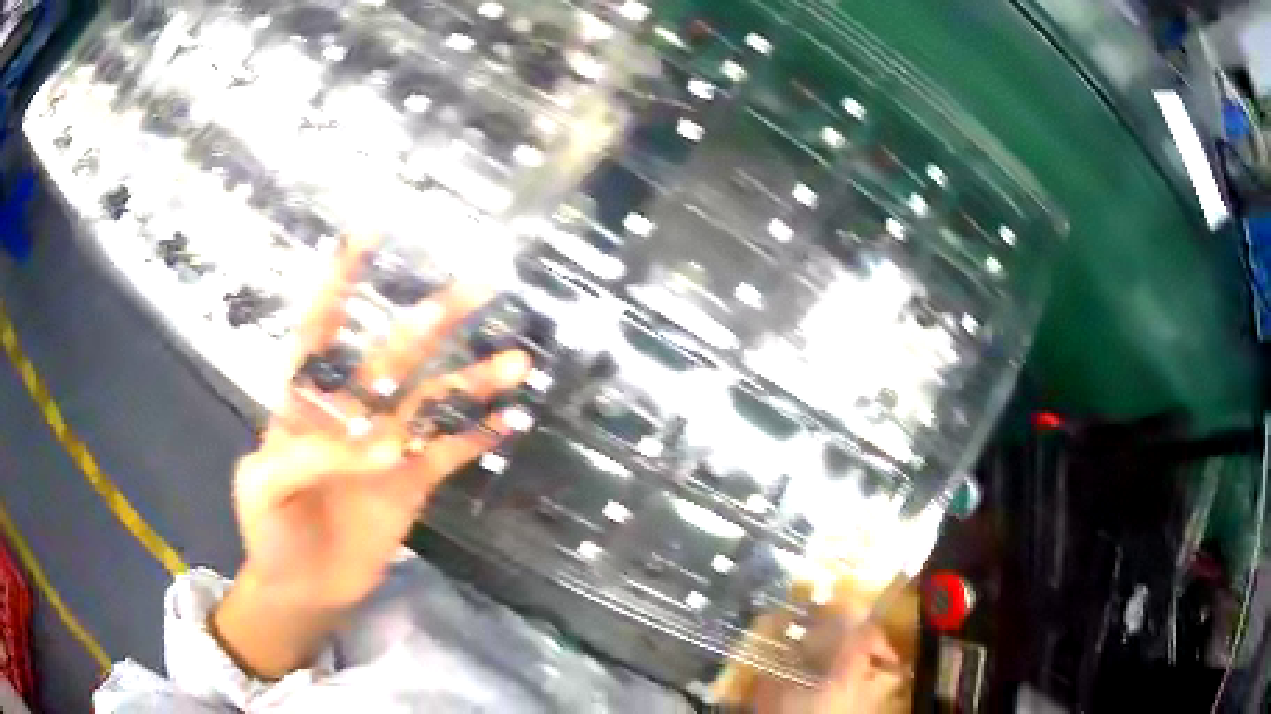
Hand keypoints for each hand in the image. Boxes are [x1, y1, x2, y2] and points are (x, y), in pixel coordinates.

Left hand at [211, 240, 530, 678]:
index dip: (339, 284)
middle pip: (392, 356)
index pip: (320, 331)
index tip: (365, 236)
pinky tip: (511, 420)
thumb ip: (301, 457)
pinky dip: (479, 436)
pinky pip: (449, 452)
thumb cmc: (268, 532)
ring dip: (474, 381)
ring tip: (517, 361)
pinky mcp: (411, 481)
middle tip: (474, 288)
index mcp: (305, 403)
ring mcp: (385, 446)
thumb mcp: (262, 490)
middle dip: (430, 322)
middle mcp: (351, 413)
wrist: (302, 585)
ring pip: (433, 402)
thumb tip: (370, 444)